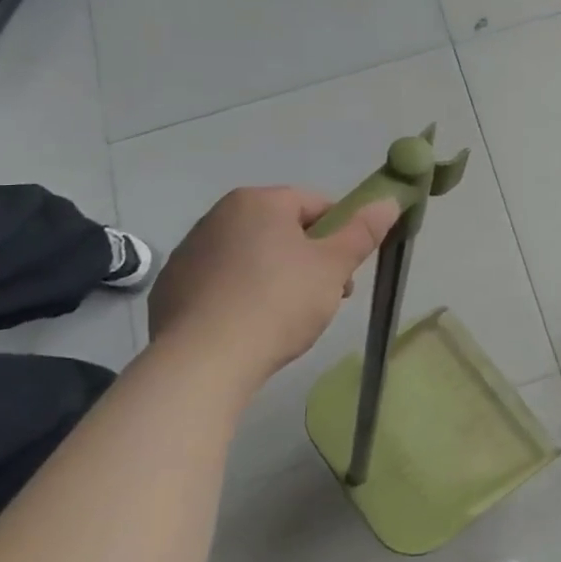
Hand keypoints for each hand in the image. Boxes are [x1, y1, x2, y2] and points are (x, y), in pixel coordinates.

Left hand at [147, 186, 398, 386]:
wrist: (202, 362)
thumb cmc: (278, 303)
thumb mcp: (333, 267)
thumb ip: (363, 231)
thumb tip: (390, 200)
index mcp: (258, 202)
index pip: (316, 205)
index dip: (340, 235)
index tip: (346, 272)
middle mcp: (218, 216)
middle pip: (283, 230)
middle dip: (309, 260)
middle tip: (323, 298)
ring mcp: (189, 252)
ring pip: (251, 257)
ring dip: (275, 278)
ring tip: (285, 320)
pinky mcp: (170, 288)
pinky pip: (220, 284)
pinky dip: (239, 298)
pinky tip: (247, 329)